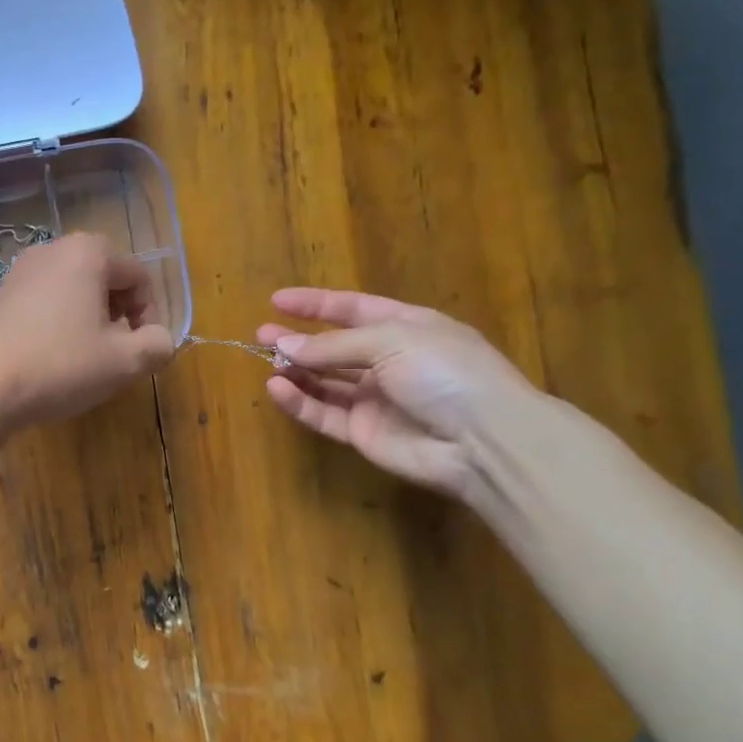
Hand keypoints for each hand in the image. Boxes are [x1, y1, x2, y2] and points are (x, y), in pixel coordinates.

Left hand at [0, 233, 174, 429]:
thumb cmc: (60, 365)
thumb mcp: (124, 362)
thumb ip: (157, 345)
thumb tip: (159, 340)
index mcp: (88, 252)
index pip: (139, 277)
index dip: (149, 316)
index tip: (140, 351)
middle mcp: (52, 250)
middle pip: (105, 280)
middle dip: (118, 317)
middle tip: (114, 355)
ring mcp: (20, 272)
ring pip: (73, 293)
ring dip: (89, 322)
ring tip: (84, 360)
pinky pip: (44, 304)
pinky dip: (58, 326)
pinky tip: (50, 360)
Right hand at [257, 289, 542, 499]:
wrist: (482, 441)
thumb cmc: (445, 372)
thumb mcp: (391, 340)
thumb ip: (334, 344)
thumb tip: (285, 345)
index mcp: (407, 328)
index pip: (353, 308)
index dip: (316, 304)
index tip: (277, 300)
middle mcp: (390, 361)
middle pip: (334, 347)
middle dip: (298, 339)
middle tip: (260, 335)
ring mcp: (376, 399)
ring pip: (325, 381)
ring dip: (296, 370)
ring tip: (265, 360)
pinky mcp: (363, 433)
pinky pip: (324, 413)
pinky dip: (300, 401)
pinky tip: (276, 388)